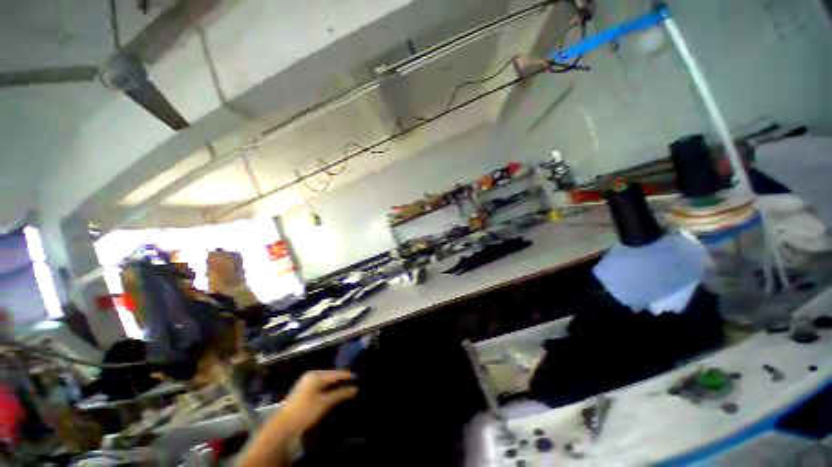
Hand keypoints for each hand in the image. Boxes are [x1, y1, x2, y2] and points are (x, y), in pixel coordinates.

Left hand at [275, 370, 357, 436]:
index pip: (335, 373)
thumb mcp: (325, 402)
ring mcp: (306, 383)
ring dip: (334, 386)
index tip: (358, 377)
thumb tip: (355, 388)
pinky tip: (333, 394)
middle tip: (352, 384)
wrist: (283, 427)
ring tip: (345, 389)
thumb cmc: (305, 411)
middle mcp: (311, 375)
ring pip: (325, 382)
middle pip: (330, 376)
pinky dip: (327, 390)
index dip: (346, 375)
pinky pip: (320, 387)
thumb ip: (341, 393)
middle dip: (341, 380)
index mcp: (316, 375)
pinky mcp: (303, 392)